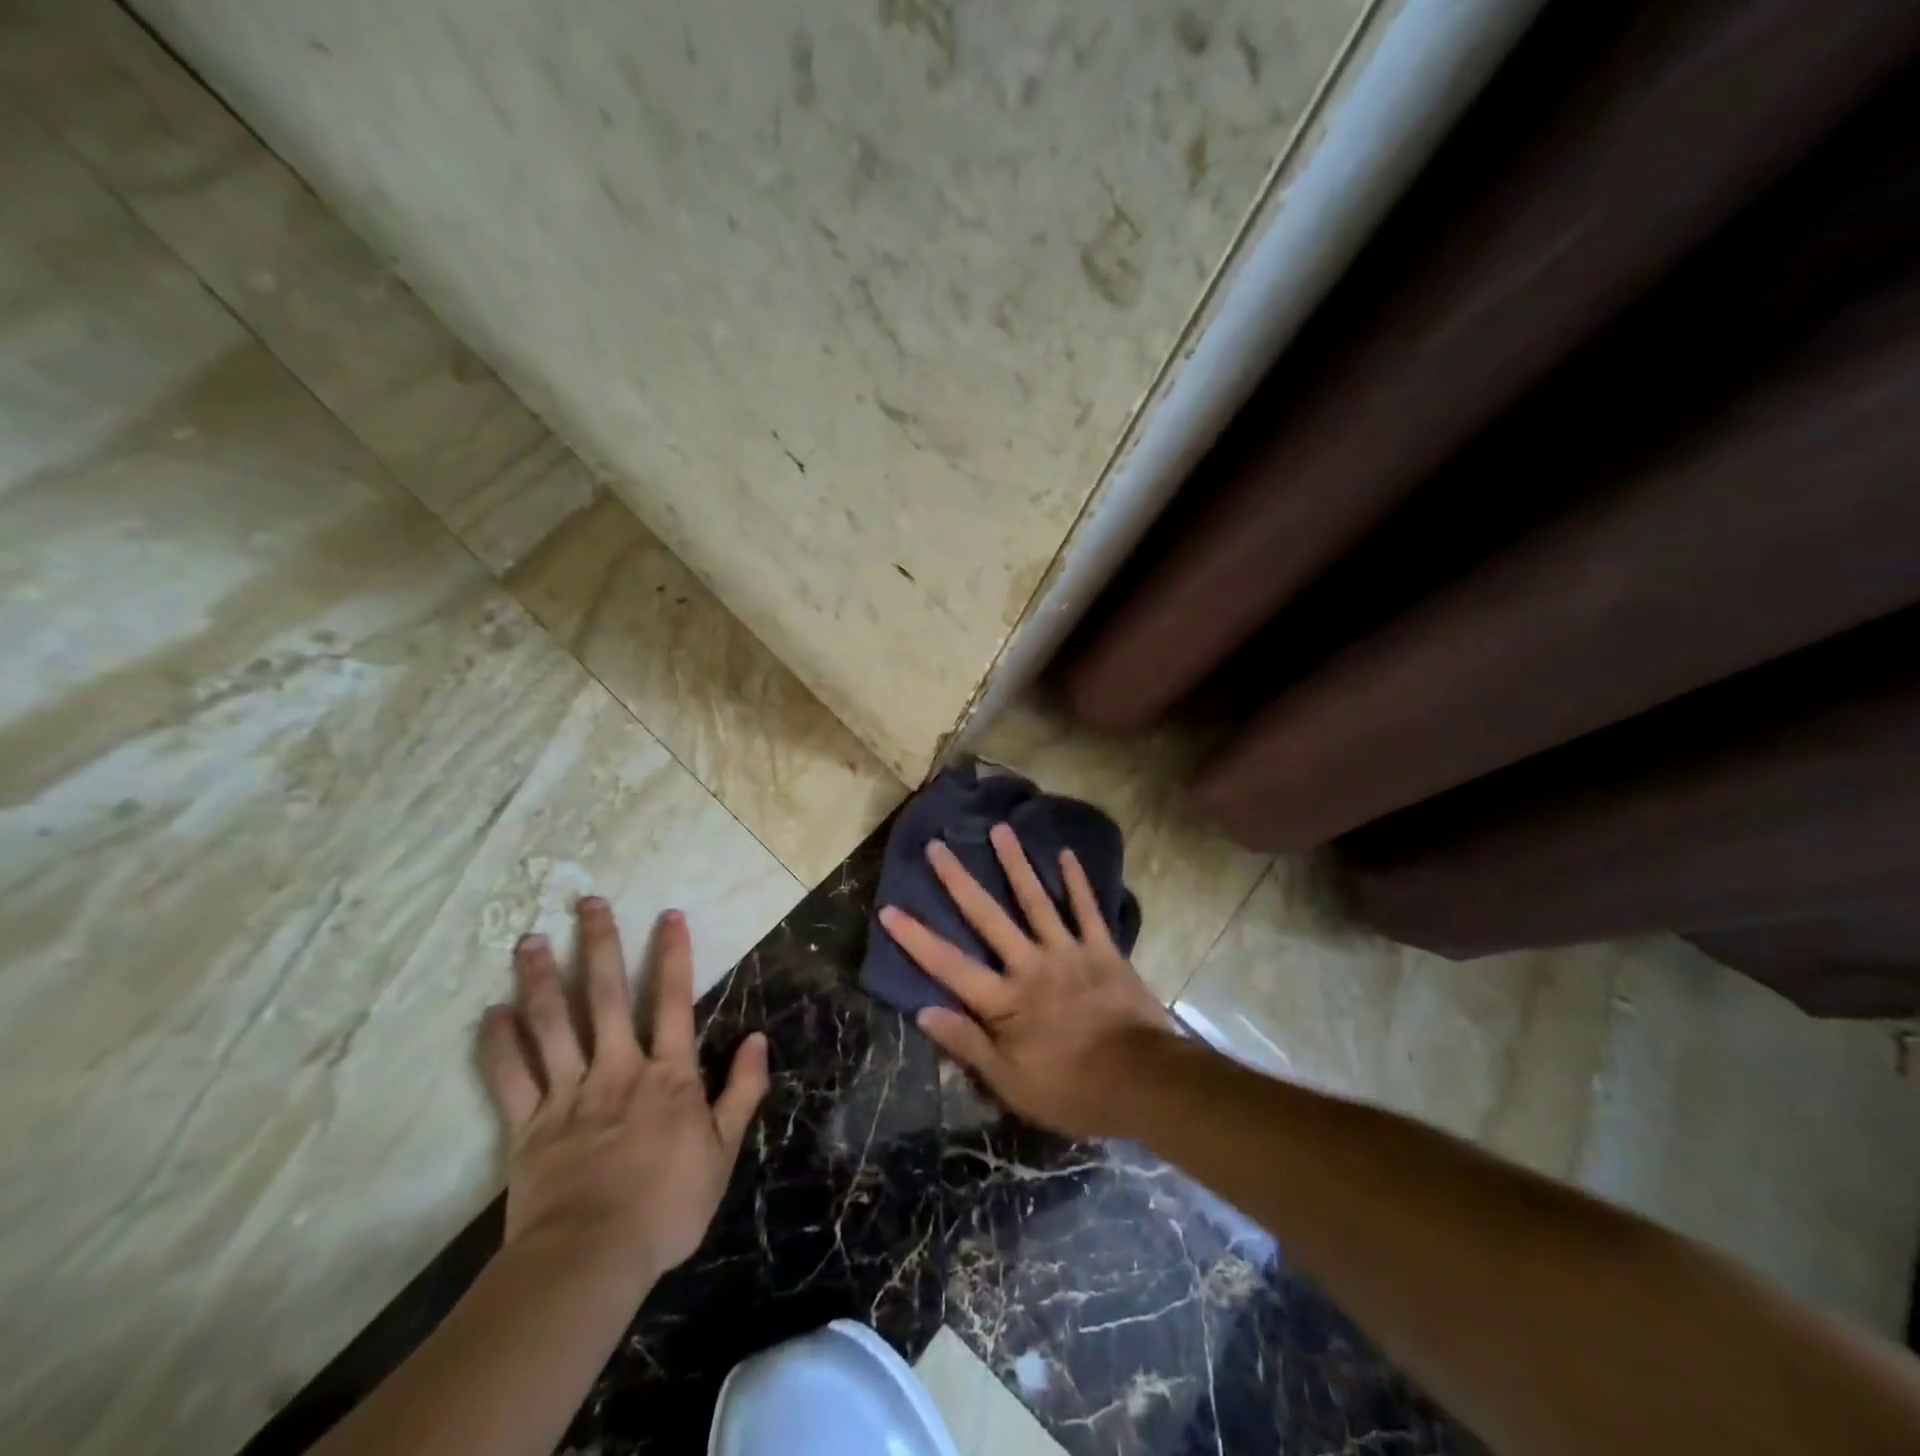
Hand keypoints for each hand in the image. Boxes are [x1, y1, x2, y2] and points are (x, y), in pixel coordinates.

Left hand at [478, 899, 768, 1292]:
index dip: (673, 955)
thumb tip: (757, 1039)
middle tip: (588, 903)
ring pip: (553, 1024)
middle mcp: (618, 1068)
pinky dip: (498, 1044)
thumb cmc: (667, 1206)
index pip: (675, 1000)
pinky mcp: (528, 1125)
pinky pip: (510, 1077)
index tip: (668, 915)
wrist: (592, 1259)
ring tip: (530, 941)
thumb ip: (742, 1091)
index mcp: (668, 1074)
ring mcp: (570, 1093)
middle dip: (600, 945)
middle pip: (608, 996)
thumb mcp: (723, 1152)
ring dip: (542, 979)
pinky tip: (490, 1013)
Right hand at [879, 824, 1175, 1138]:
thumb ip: (967, 1044)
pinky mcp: (1103, 950)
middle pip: (987, 917)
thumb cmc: (1072, 1090)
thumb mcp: (1010, 1083)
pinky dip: (1077, 881)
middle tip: (938, 846)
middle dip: (959, 881)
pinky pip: (1087, 909)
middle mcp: (1030, 965)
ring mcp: (1068, 952)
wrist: (1143, 1082)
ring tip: (999, 830)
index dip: (916, 938)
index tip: (889, 909)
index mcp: (1004, 1000)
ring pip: (1035, 900)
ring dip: (1015, 863)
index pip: (949, 965)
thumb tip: (923, 1012)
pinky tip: (1066, 854)